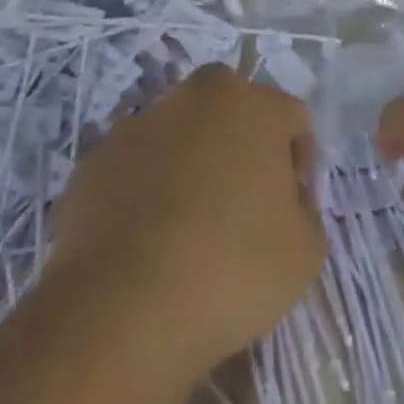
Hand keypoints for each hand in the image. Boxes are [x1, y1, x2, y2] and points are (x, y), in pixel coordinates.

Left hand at [48, 64, 324, 376]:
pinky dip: (147, 186)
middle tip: (242, 203)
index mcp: (253, 106)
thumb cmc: (231, 269)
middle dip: (242, 144)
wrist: (121, 306)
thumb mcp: (305, 253)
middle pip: (231, 109)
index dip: (299, 162)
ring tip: (187, 225)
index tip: (290, 207)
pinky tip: (146, 237)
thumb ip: (305, 211)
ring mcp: (140, 123)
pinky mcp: (97, 157)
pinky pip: (138, 163)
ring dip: (191, 162)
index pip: (292, 118)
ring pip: (181, 132)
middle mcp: (195, 97)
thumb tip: (285, 201)